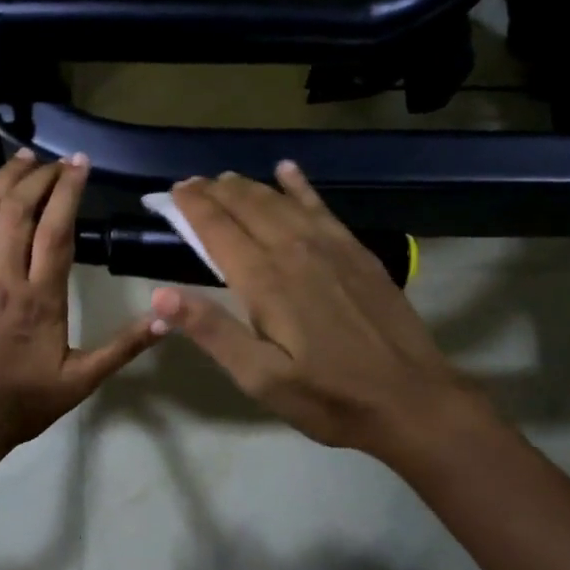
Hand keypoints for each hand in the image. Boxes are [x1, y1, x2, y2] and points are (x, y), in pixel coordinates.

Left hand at [0, 150, 164, 450]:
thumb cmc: (26, 401)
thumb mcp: (83, 380)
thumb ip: (124, 347)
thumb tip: (167, 318)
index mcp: (41, 298)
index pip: (57, 230)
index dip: (68, 191)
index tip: (80, 163)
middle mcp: (4, 278)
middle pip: (19, 211)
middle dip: (38, 177)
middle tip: (56, 161)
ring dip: (1, 180)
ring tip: (21, 157)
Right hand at [149, 164, 476, 459]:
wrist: (411, 399)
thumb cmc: (327, 397)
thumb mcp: (260, 378)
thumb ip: (211, 332)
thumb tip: (159, 295)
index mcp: (265, 281)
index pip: (218, 229)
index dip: (192, 207)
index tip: (171, 192)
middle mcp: (295, 251)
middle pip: (248, 207)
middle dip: (214, 191)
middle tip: (190, 183)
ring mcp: (331, 247)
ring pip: (281, 201)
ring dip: (249, 187)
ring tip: (225, 178)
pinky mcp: (357, 252)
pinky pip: (321, 206)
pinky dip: (300, 186)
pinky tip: (288, 170)